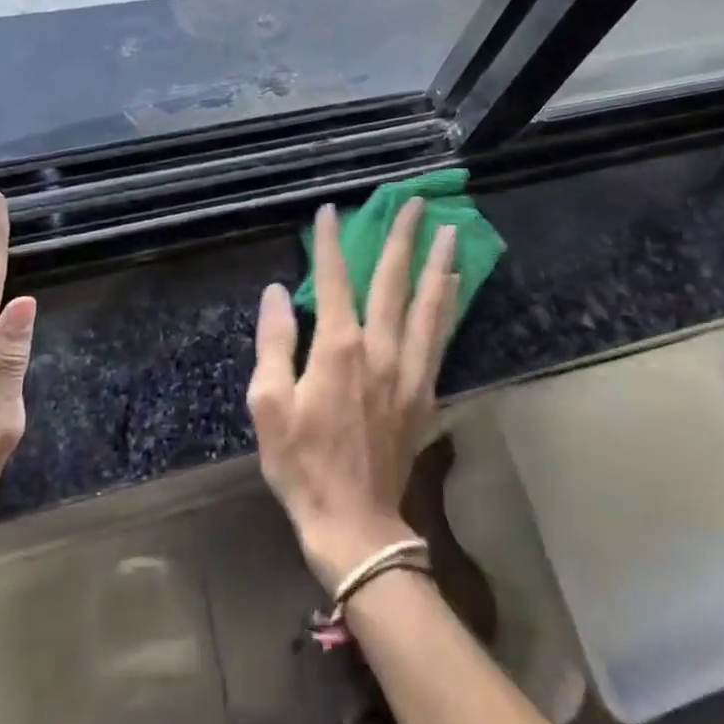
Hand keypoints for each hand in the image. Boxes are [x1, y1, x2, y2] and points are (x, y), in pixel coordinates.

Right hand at [248, 199, 458, 592]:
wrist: (354, 523)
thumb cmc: (302, 465)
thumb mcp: (268, 406)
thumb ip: (274, 343)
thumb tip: (278, 293)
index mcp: (337, 349)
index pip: (333, 280)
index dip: (330, 242)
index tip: (331, 211)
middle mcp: (379, 348)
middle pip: (393, 280)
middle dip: (403, 236)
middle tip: (416, 201)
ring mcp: (408, 368)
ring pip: (427, 303)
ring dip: (438, 262)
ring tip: (451, 230)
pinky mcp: (425, 390)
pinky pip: (441, 336)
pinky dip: (449, 305)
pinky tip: (456, 285)